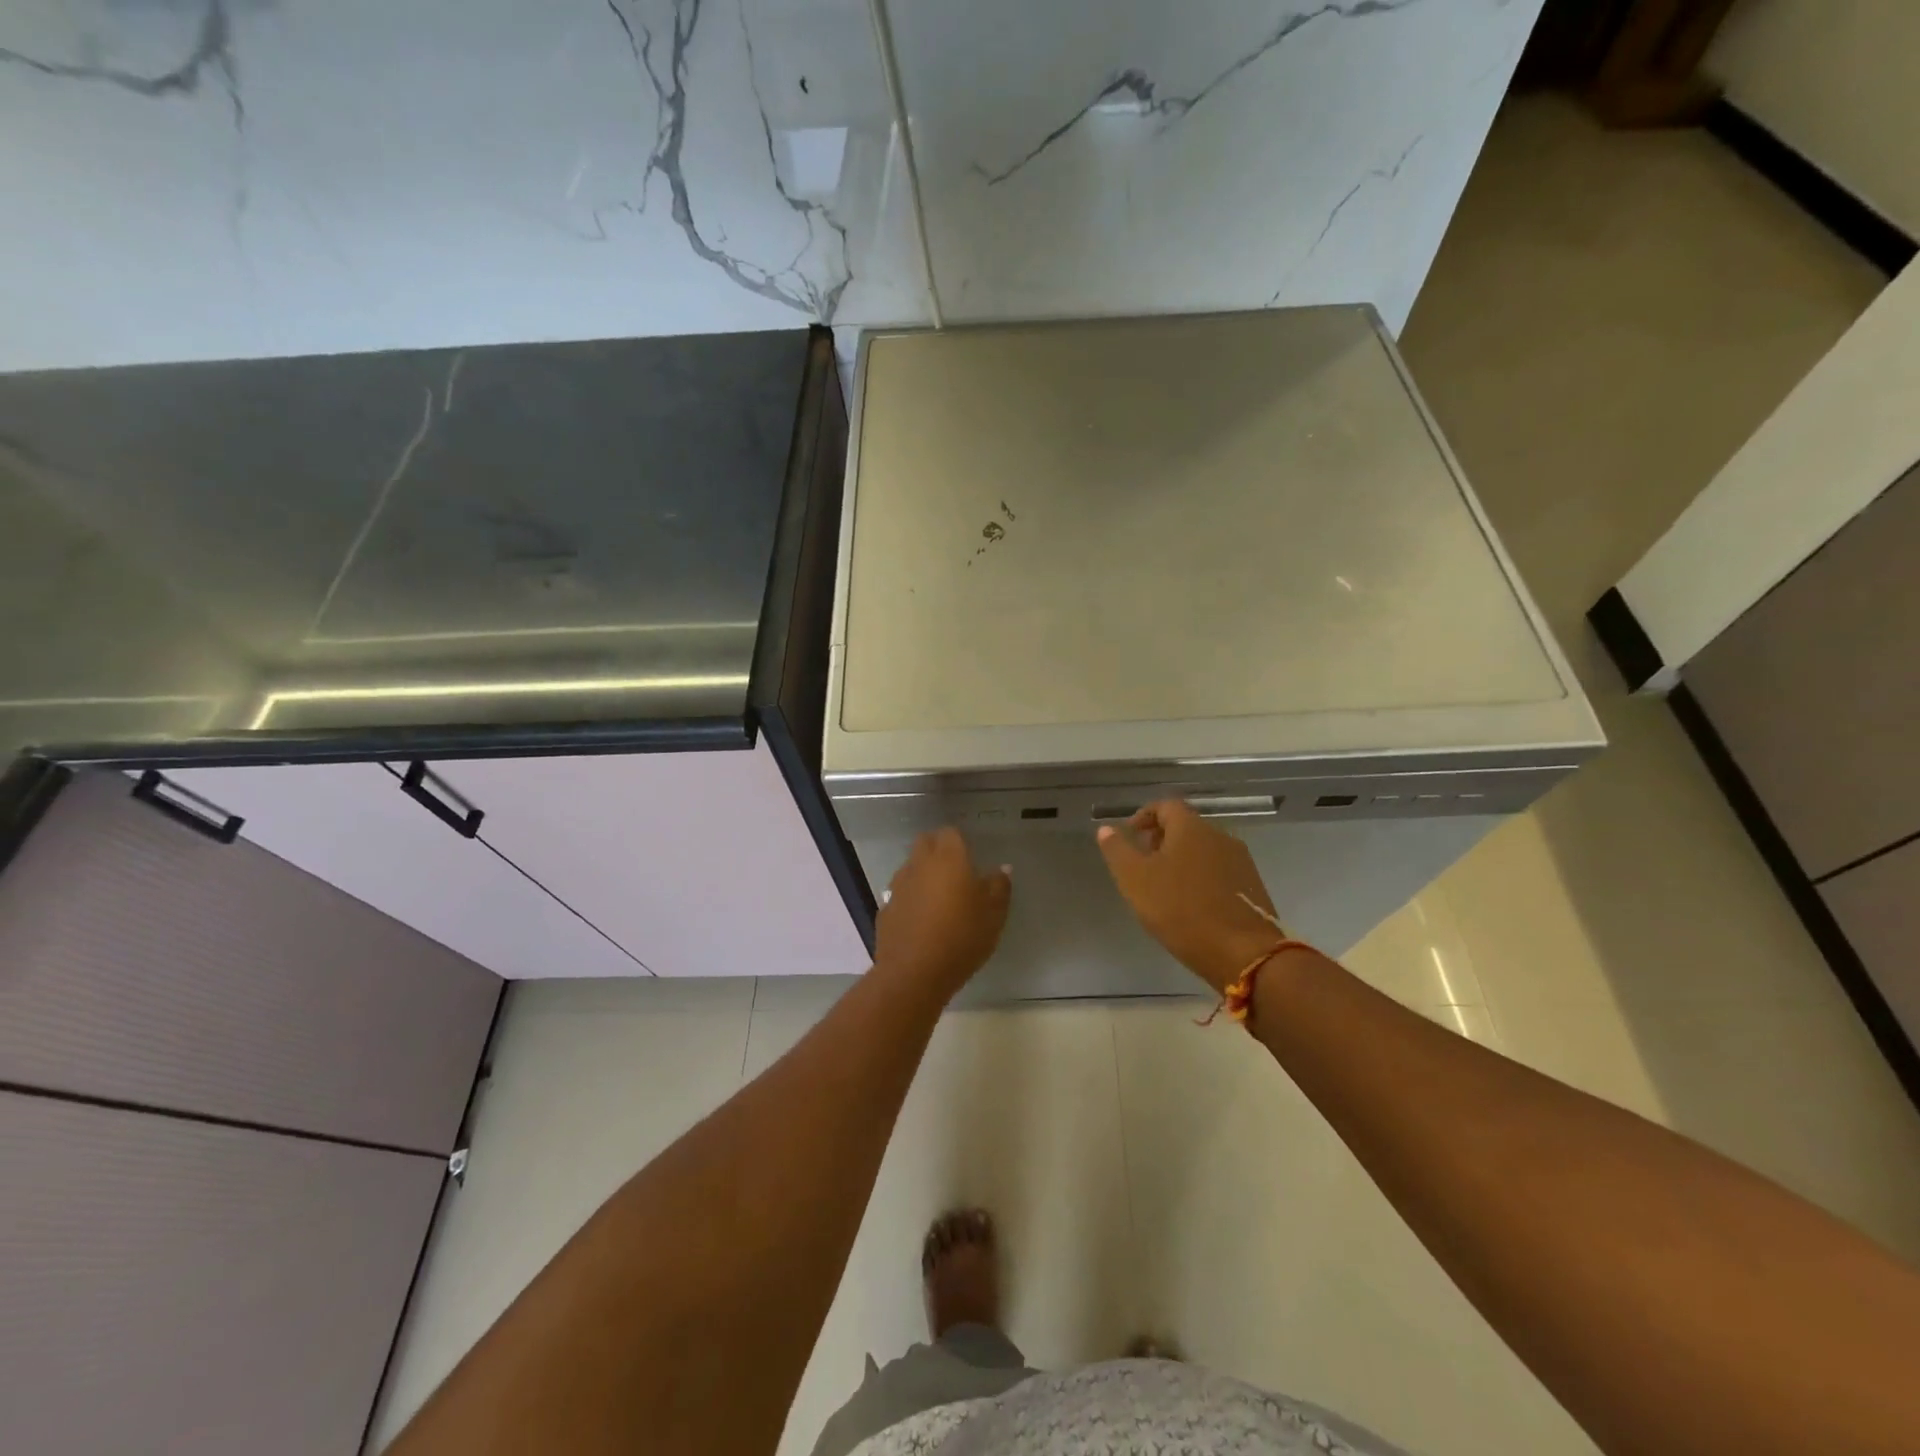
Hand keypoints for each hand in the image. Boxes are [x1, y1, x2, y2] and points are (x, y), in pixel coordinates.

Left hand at [873, 828, 1011, 1000]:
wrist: (914, 973)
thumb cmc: (961, 937)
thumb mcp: (994, 915)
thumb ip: (999, 887)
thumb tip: (1002, 869)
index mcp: (948, 858)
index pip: (950, 832)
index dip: (960, 841)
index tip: (971, 856)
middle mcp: (919, 864)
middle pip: (925, 843)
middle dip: (938, 850)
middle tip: (956, 870)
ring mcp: (898, 886)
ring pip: (911, 867)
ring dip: (923, 874)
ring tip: (939, 897)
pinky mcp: (886, 908)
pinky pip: (901, 894)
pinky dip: (911, 899)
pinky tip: (921, 920)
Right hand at [1096, 800, 1283, 993]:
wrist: (1244, 954)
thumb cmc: (1181, 910)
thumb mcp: (1135, 880)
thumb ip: (1117, 850)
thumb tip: (1106, 828)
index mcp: (1191, 828)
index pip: (1165, 805)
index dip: (1143, 816)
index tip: (1129, 838)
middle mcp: (1220, 836)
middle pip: (1185, 826)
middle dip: (1160, 840)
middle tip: (1142, 865)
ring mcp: (1240, 861)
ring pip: (1203, 850)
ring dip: (1181, 860)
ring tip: (1164, 888)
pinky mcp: (1252, 886)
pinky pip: (1219, 871)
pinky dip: (1200, 878)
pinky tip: (1191, 905)